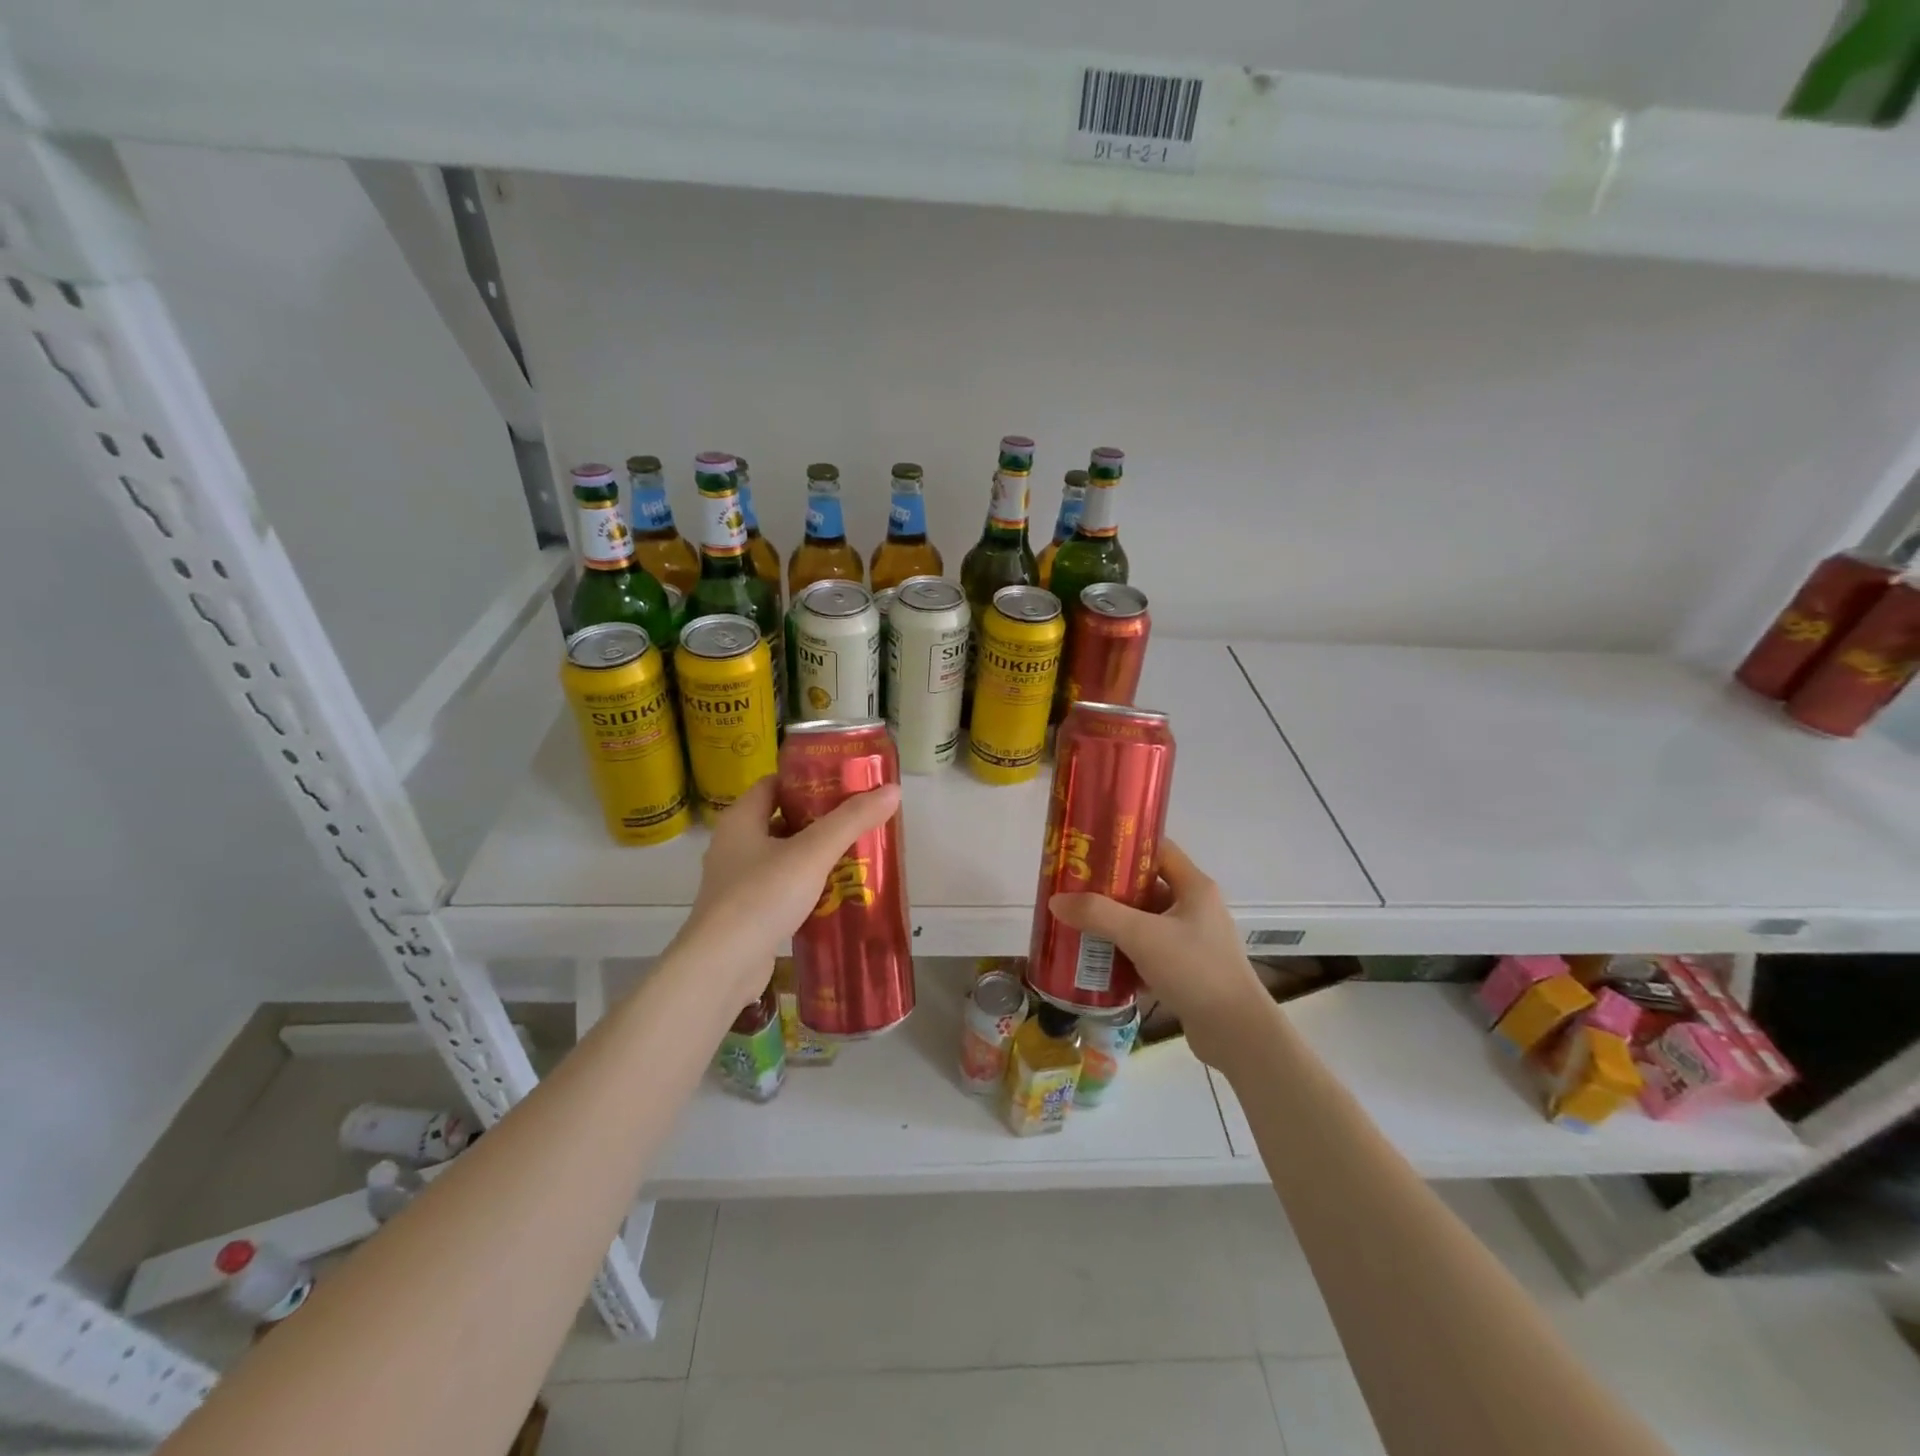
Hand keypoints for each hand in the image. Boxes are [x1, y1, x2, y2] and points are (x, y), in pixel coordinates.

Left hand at [675, 774, 901, 1005]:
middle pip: (780, 819)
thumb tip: (893, 790)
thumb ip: (852, 820)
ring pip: (782, 857)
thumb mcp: (813, 852)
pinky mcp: (744, 914)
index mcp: (740, 819)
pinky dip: (805, 887)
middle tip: (858, 820)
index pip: (774, 783)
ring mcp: (736, 882)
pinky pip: (780, 889)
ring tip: (855, 855)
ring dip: (814, 856)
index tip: (843, 784)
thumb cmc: (763, 896)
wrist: (721, 967)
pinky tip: (835, 895)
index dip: (807, 780)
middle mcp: (733, 844)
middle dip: (819, 820)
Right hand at [1048, 838, 1271, 1067]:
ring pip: (1146, 922)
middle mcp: (1196, 908)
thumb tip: (1055, 901)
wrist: (1236, 1033)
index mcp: (1194, 887)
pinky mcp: (1189, 969)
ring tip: (1080, 926)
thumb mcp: (1142, 936)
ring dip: (1116, 925)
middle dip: (1111, 890)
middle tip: (1076, 892)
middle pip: (1147, 887)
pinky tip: (1099, 962)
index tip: (1090, 852)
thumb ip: (1098, 914)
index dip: (1125, 847)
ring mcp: (1194, 940)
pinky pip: (1150, 951)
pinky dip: (1127, 954)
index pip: (1158, 850)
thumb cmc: (1194, 970)